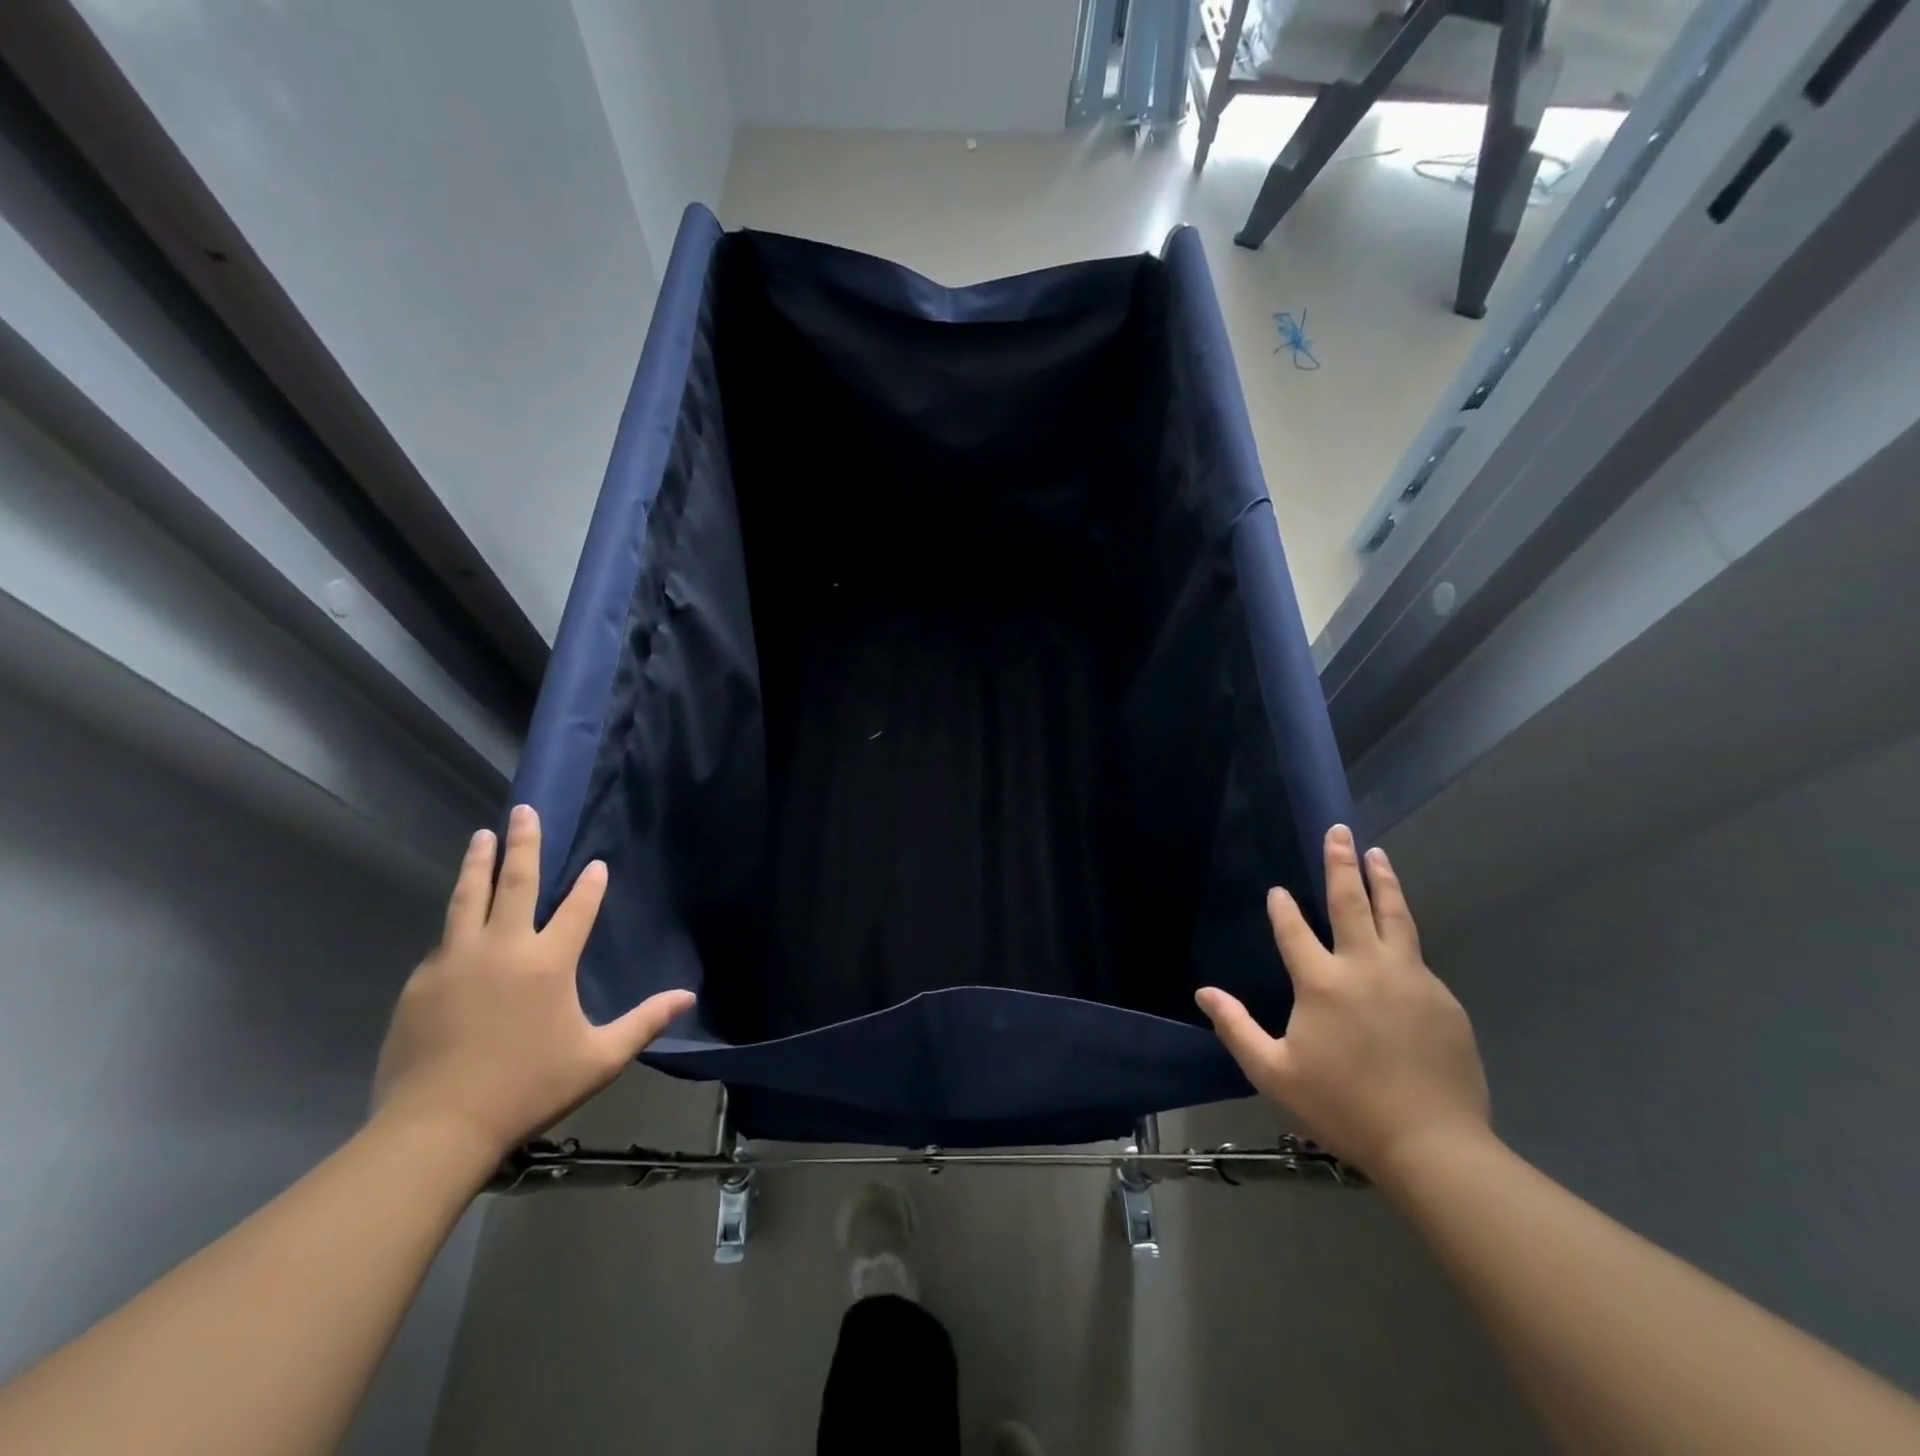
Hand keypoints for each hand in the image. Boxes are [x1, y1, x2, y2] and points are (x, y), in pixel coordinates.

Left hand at [372, 804, 694, 1163]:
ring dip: (478, 864)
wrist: (436, 1128)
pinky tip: (458, 923)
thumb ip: (645, 1022)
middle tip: (523, 812)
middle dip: (523, 844)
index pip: (577, 909)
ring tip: (481, 836)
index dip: (590, 885)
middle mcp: (502, 948)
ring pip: (467, 899)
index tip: (596, 865)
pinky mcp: (421, 982)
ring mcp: (455, 961)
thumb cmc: (528, 1088)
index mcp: (548, 962)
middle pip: (514, 883)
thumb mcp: (599, 1059)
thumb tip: (688, 997)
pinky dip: (457, 922)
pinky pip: (444, 942)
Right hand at [1196, 825, 1489, 1179]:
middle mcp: (1366, 968)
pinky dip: (1403, 936)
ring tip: (1378, 854)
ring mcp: (1411, 980)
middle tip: (1339, 832)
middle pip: (1352, 903)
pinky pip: (1417, 957)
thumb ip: (1236, 1028)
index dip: (1282, 909)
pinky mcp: (1443, 1000)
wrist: (1433, 1145)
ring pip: (1396, 917)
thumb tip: (1203, 994)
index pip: (1294, 930)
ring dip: (1383, 882)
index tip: (1276, 891)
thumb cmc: (1343, 1107)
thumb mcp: (1274, 1073)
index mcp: (1322, 982)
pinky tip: (1399, 937)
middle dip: (1341, 864)